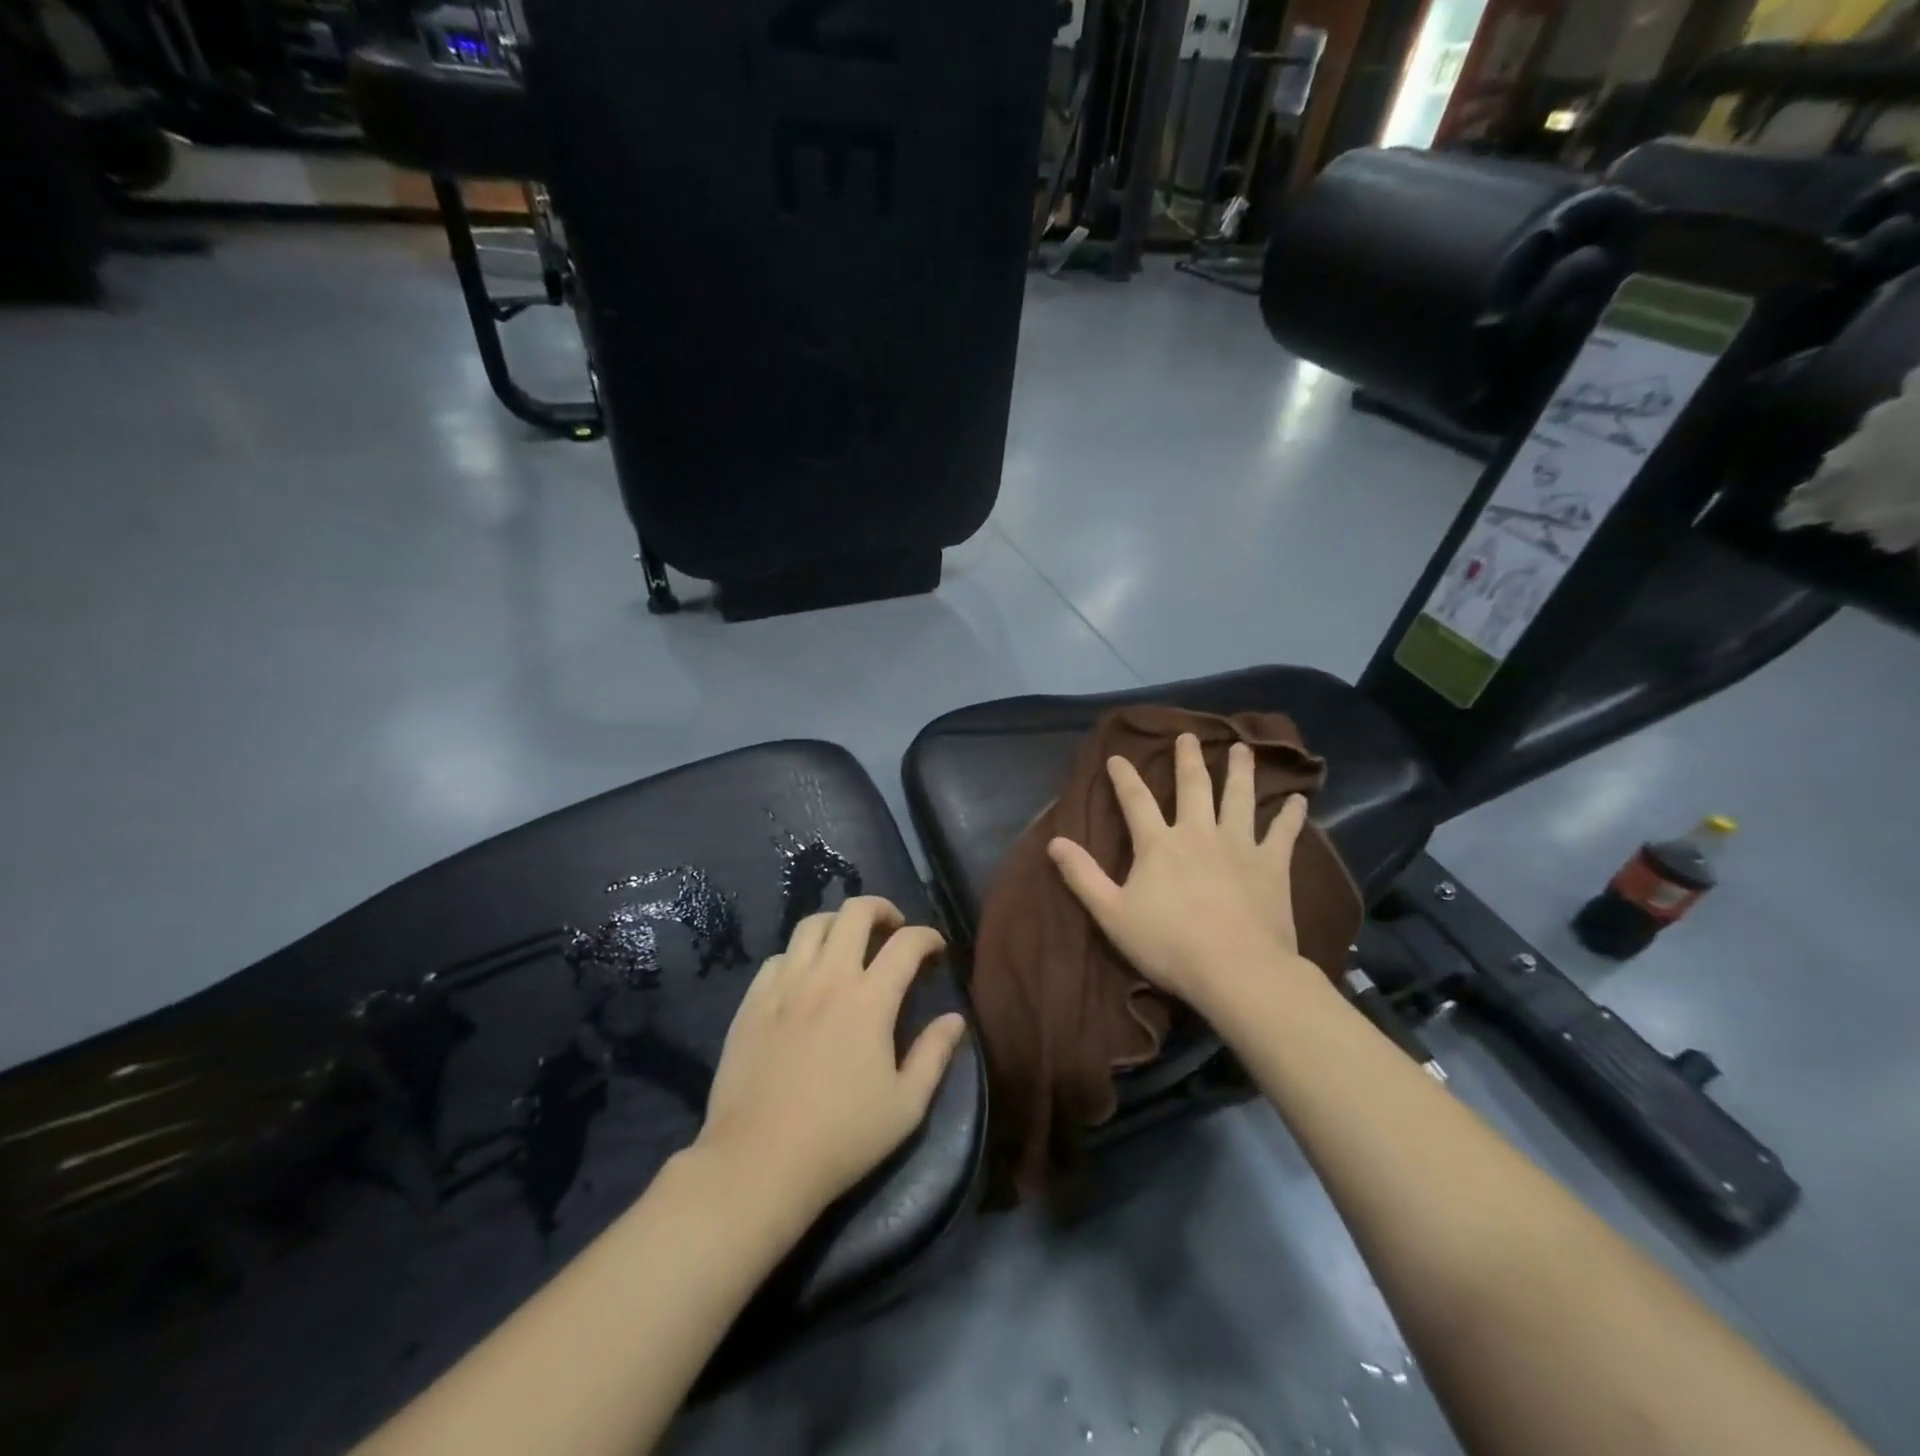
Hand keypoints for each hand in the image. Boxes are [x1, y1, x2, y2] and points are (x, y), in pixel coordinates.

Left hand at [695, 896, 967, 1219]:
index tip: (936, 948)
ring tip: (848, 944)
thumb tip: (955, 1019)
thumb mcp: (905, 1106)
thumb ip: (934, 1055)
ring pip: (812, 924)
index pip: (906, 943)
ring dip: (838, 924)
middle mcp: (828, 977)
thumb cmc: (841, 1138)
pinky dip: (799, 955)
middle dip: (882, 909)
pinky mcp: (752, 1001)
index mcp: (869, 999)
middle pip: (855, 912)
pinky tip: (804, 978)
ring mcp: (784, 985)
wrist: (758, 1162)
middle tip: (893, 928)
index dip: (928, 936)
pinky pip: (778, 957)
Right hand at [1047, 734, 1312, 1008]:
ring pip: (1239, 797)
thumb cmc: (1169, 945)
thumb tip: (1053, 841)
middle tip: (1187, 736)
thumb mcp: (1112, 913)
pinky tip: (1299, 798)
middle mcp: (1198, 833)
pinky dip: (1291, 814)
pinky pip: (1283, 833)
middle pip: (1193, 786)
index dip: (1124, 777)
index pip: (1135, 800)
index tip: (1117, 756)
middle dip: (1187, 759)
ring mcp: (1239, 845)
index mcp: (1158, 844)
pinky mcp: (1271, 865)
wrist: (1236, 970)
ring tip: (1242, 748)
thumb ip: (1083, 876)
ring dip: (1239, 770)